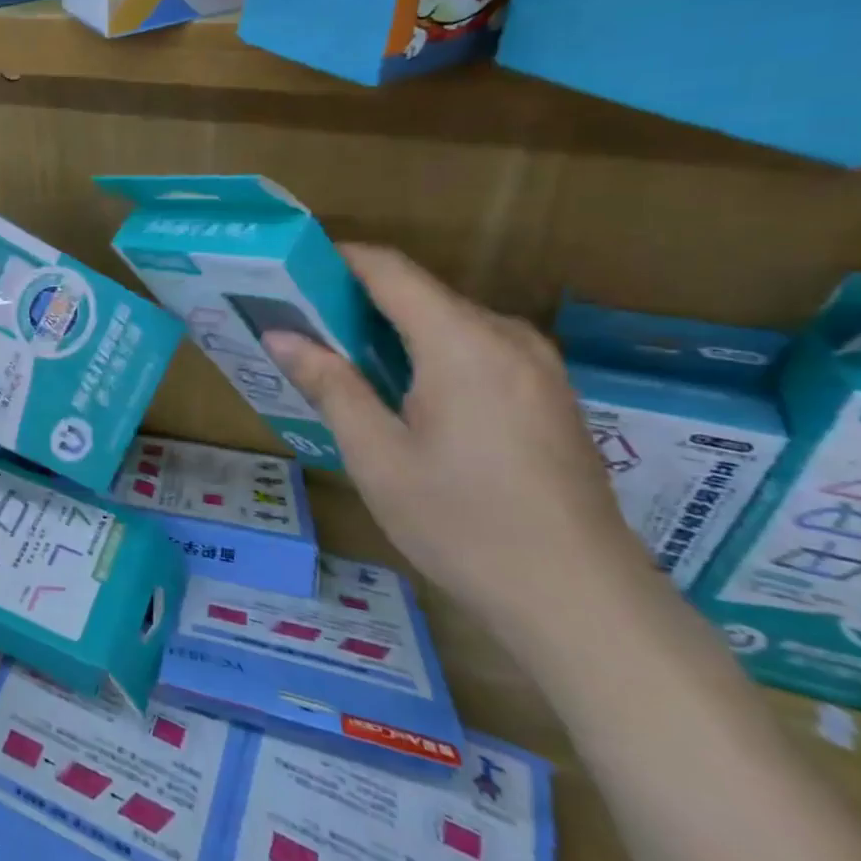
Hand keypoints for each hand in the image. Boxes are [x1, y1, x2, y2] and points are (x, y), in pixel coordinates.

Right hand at [262, 244, 651, 635]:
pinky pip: (477, 350)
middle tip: (302, 326)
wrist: (581, 602)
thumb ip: (329, 383)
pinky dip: (429, 354)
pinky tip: (402, 394)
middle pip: (420, 294)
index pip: (390, 270)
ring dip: (393, 330)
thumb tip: (280, 334)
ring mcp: (538, 367)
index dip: (338, 258)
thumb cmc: (462, 523)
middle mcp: (507, 338)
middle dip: (358, 300)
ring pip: (449, 322)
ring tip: (342, 360)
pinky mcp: (550, 396)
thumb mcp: (376, 454)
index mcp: (462, 342)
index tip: (290, 270)